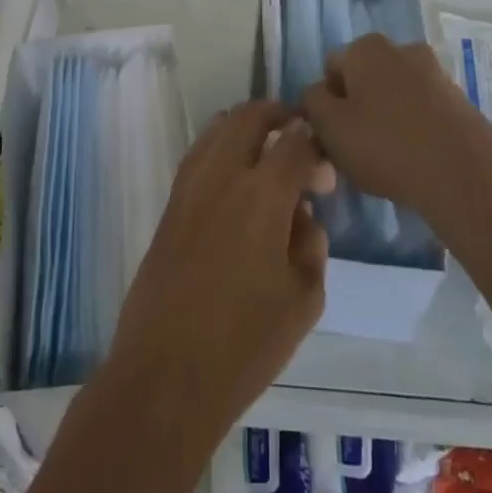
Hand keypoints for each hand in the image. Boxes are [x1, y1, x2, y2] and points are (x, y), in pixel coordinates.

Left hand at [101, 101, 333, 453]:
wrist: (166, 375)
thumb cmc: (245, 344)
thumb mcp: (304, 299)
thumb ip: (311, 243)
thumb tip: (301, 214)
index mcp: (262, 195)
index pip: (295, 141)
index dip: (316, 145)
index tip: (326, 174)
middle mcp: (221, 177)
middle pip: (249, 117)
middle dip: (279, 117)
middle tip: (299, 139)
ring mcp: (188, 188)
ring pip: (217, 129)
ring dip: (245, 128)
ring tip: (268, 153)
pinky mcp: (169, 206)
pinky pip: (197, 156)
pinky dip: (220, 149)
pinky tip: (235, 180)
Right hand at [303, 34, 491, 225]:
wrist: (465, 174)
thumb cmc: (385, 146)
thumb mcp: (329, 126)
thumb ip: (312, 101)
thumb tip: (316, 92)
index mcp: (366, 48)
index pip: (330, 67)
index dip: (324, 101)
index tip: (330, 133)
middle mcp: (401, 49)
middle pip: (364, 77)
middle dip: (356, 105)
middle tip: (354, 145)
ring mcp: (435, 72)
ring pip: (394, 92)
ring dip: (385, 115)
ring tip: (385, 156)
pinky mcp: (459, 98)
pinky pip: (422, 108)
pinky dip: (413, 125)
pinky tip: (413, 157)